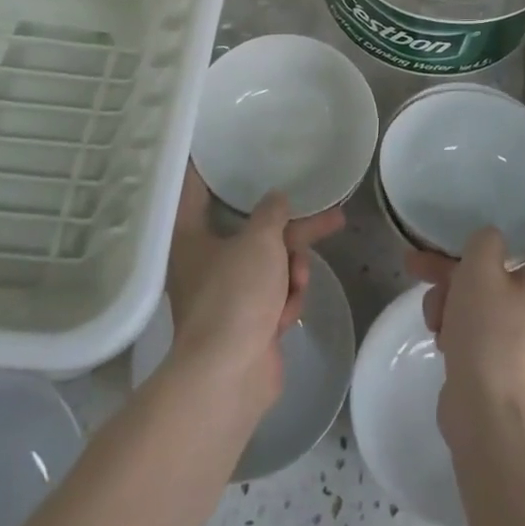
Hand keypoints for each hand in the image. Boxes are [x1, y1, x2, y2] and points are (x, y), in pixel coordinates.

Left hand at [163, 167, 343, 412]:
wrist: (230, 377)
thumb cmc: (236, 295)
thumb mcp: (260, 240)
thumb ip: (272, 212)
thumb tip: (276, 199)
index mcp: (191, 236)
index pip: (197, 189)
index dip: (213, 168)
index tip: (228, 148)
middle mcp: (205, 262)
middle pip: (256, 232)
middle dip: (294, 233)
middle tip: (333, 217)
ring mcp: (227, 295)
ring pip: (272, 265)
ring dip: (292, 272)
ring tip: (297, 283)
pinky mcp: (247, 323)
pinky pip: (275, 296)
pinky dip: (286, 301)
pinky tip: (287, 315)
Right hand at [406, 228, 524, 440]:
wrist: (491, 420)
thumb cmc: (491, 333)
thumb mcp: (479, 269)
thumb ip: (485, 241)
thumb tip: (492, 243)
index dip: (500, 240)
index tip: (469, 244)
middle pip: (500, 274)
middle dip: (456, 273)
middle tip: (419, 267)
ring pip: (488, 304)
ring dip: (453, 302)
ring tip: (432, 318)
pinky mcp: (515, 370)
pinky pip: (488, 335)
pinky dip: (463, 331)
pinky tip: (440, 340)